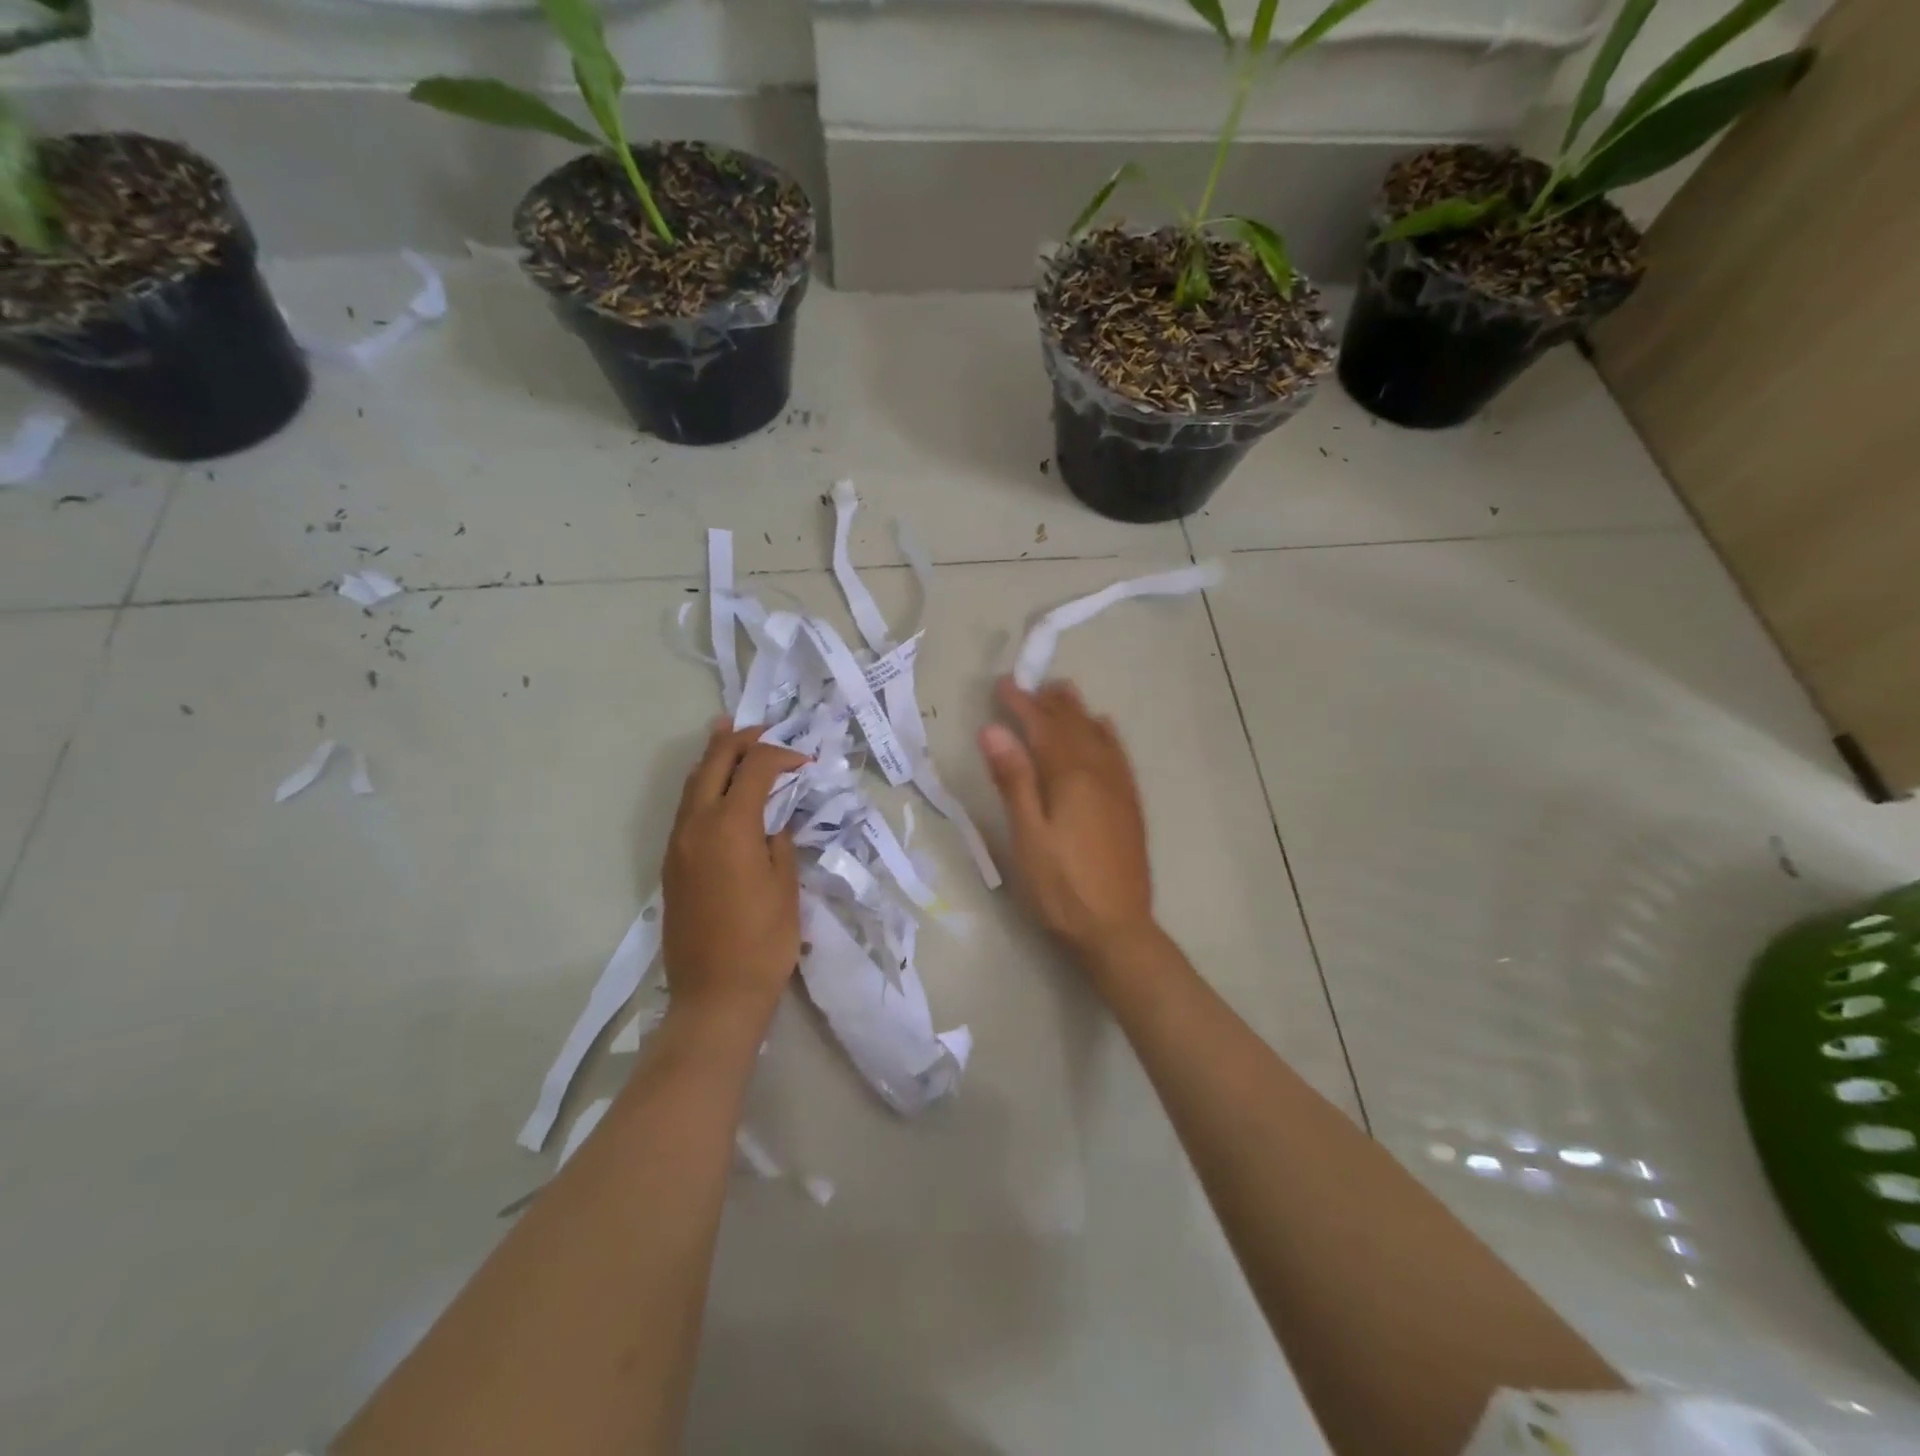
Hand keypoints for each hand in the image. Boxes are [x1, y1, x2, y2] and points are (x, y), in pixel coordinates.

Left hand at [662, 722, 807, 1030]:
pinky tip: (720, 790)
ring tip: (732, 739)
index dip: (781, 755)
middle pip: (712, 764)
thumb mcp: (786, 885)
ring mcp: (677, 845)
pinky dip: (704, 787)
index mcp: (730, 826)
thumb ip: (780, 840)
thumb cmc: (764, 941)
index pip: (754, 768)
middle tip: (762, 729)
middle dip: (738, 740)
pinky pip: (686, 809)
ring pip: (692, 784)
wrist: (715, 994)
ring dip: (714, 759)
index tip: (804, 762)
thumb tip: (775, 819)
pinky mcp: (672, 864)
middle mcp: (696, 826)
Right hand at [978, 677, 1155, 962]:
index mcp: (1070, 778)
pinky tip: (1104, 729)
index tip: (1002, 684)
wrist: (1116, 929)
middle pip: (1073, 726)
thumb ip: (1013, 780)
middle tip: (1030, 684)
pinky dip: (1107, 735)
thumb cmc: (1061, 887)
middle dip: (1049, 703)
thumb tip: (994, 730)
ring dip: (1078, 712)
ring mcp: (1119, 789)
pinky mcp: (1129, 806)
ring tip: (1064, 692)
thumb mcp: (1027, 836)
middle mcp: (1099, 773)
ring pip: (1098, 736)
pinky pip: (1118, 756)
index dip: (1021, 704)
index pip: (1042, 728)